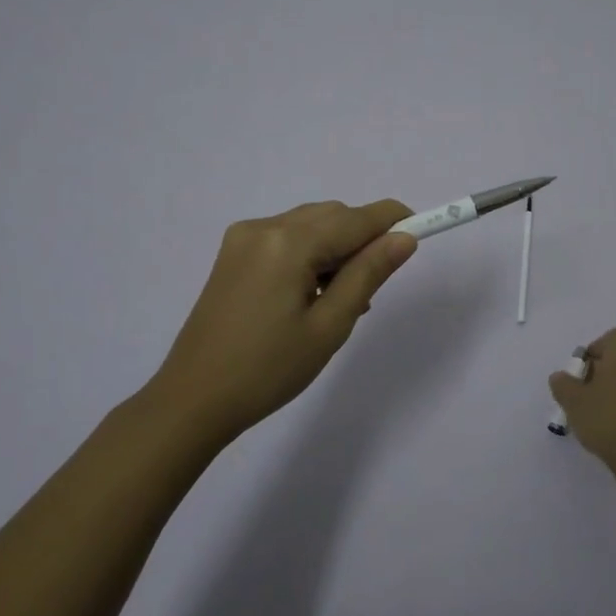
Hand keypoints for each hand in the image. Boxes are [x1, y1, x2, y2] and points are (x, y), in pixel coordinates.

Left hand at [150, 199, 416, 440]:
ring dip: (336, 248)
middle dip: (362, 239)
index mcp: (288, 242)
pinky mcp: (233, 253)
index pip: (356, 218)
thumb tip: (405, 237)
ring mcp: (244, 237)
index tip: (422, 231)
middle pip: (332, 216)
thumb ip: (369, 274)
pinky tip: (310, 294)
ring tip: (339, 300)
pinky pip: (287, 238)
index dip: (394, 220)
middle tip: (372, 289)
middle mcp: (264, 227)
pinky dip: (309, 254)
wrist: (193, 400)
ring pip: (310, 225)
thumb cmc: (269, 370)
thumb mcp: (330, 326)